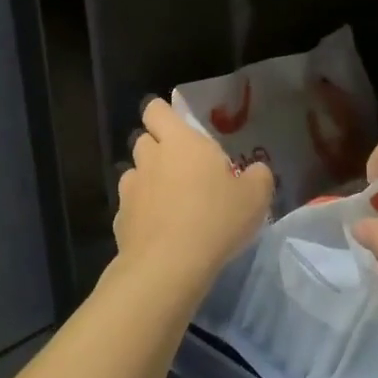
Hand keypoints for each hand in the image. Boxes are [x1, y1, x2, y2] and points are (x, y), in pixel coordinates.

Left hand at [114, 98, 272, 289]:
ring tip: (170, 200)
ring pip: (134, 173)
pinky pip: (130, 207)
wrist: (169, 266)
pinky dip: (141, 212)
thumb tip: (256, 170)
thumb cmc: (216, 219)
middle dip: (158, 148)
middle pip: (144, 140)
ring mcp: (130, 189)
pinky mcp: (120, 220)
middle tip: (182, 167)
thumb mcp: (255, 197)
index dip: (163, 115)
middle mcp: (150, 158)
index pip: (156, 110)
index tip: (179, 130)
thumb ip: (258, 176)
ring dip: (148, 180)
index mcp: (180, 141)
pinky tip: (158, 230)